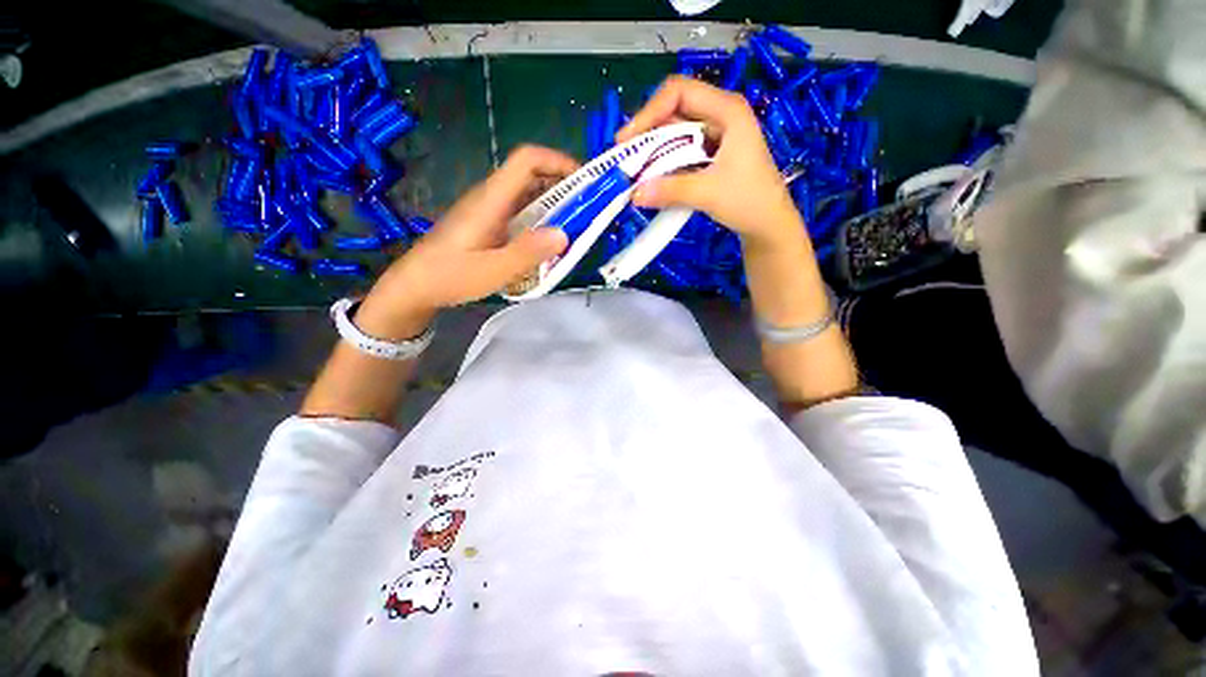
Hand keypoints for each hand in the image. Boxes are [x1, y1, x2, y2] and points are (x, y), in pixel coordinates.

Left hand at [356, 146, 576, 339]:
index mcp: (491, 199)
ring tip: (577, 224)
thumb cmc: (449, 277)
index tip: (585, 182)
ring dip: (554, 203)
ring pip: (528, 194)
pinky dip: (542, 218)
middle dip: (563, 184)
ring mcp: (490, 210)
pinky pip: (521, 212)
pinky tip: (550, 240)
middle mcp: (492, 198)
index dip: (558, 162)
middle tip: (589, 208)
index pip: (527, 160)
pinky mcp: (489, 224)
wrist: (415, 286)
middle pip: (531, 174)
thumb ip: (527, 252)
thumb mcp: (492, 270)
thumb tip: (564, 234)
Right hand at [616, 76, 801, 246]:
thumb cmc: (750, 201)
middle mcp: (719, 116)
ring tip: (633, 172)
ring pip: (674, 135)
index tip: (627, 140)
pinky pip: (680, 153)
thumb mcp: (709, 193)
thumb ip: (671, 190)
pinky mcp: (710, 156)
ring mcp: (714, 137)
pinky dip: (663, 165)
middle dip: (647, 134)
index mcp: (726, 110)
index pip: (679, 92)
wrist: (769, 225)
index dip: (649, 111)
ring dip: (653, 152)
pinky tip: (651, 180)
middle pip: (673, 112)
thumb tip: (634, 194)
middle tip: (625, 159)